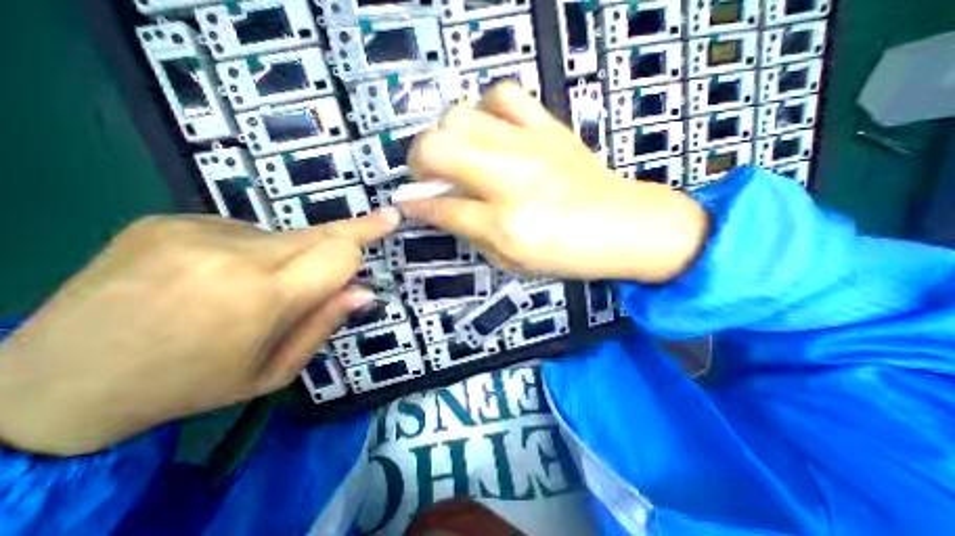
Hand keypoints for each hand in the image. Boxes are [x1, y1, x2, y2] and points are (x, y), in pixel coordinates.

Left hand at [0, 209, 398, 456]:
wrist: (49, 385)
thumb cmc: (189, 386)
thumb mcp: (273, 372)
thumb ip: (324, 324)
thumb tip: (363, 291)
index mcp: (261, 297)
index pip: (338, 252)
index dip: (366, 236)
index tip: (390, 219)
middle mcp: (232, 254)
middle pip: (318, 233)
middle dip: (346, 236)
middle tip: (376, 223)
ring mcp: (195, 230)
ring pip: (284, 235)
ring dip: (290, 256)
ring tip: (255, 288)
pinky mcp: (169, 220)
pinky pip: (243, 231)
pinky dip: (251, 251)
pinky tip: (218, 277)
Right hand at [402, 81, 706, 281]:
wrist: (626, 226)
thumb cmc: (570, 254)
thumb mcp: (514, 261)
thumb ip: (473, 235)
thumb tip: (442, 211)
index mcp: (505, 224)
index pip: (442, 209)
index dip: (417, 208)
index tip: (409, 205)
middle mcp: (511, 180)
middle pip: (439, 147)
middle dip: (420, 161)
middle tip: (429, 176)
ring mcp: (530, 146)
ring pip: (462, 115)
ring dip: (448, 135)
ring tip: (459, 154)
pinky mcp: (549, 127)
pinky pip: (505, 96)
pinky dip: (487, 111)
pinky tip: (493, 132)